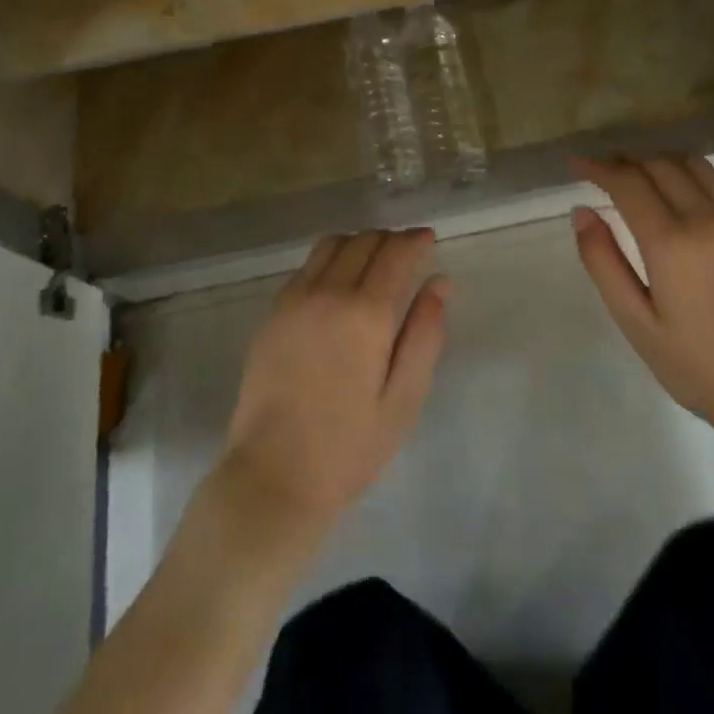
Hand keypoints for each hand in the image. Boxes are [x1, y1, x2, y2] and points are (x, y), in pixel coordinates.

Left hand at [220, 228, 448, 535]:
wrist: (273, 474)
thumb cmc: (349, 446)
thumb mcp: (403, 400)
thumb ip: (424, 335)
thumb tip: (440, 282)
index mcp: (366, 314)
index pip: (395, 253)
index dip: (415, 240)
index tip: (428, 238)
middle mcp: (329, 292)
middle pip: (364, 241)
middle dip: (390, 239)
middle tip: (406, 253)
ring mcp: (295, 298)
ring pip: (332, 244)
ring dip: (358, 242)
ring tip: (373, 261)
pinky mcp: (274, 311)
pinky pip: (307, 266)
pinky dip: (330, 259)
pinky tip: (338, 283)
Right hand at [573, 155, 713, 448]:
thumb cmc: (698, 365)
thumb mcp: (636, 322)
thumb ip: (604, 263)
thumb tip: (582, 212)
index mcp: (671, 242)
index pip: (628, 183)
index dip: (598, 167)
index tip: (576, 162)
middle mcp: (705, 218)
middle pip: (657, 165)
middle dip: (623, 161)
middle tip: (599, 170)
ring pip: (689, 164)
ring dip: (656, 159)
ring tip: (634, 172)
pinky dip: (687, 171)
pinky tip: (675, 187)